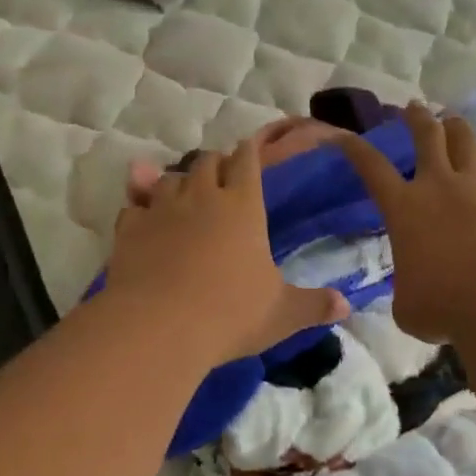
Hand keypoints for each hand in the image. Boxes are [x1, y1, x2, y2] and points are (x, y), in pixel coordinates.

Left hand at [110, 139, 348, 366]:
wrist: (159, 327)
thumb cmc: (230, 314)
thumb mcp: (282, 314)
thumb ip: (314, 305)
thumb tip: (346, 306)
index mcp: (243, 206)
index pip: (247, 161)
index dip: (249, 152)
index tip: (250, 148)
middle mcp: (202, 197)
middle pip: (207, 162)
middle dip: (215, 164)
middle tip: (221, 176)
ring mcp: (161, 210)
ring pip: (168, 179)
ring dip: (177, 182)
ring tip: (183, 194)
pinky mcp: (129, 229)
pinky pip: (134, 206)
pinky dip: (140, 207)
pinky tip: (142, 217)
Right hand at [338, 102, 475, 342]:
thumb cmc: (444, 306)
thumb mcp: (407, 305)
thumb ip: (407, 289)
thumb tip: (414, 292)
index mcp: (404, 209)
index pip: (371, 168)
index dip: (353, 148)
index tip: (341, 135)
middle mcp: (439, 186)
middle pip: (426, 138)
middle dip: (417, 119)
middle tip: (413, 107)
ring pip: (466, 142)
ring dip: (457, 127)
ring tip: (453, 119)